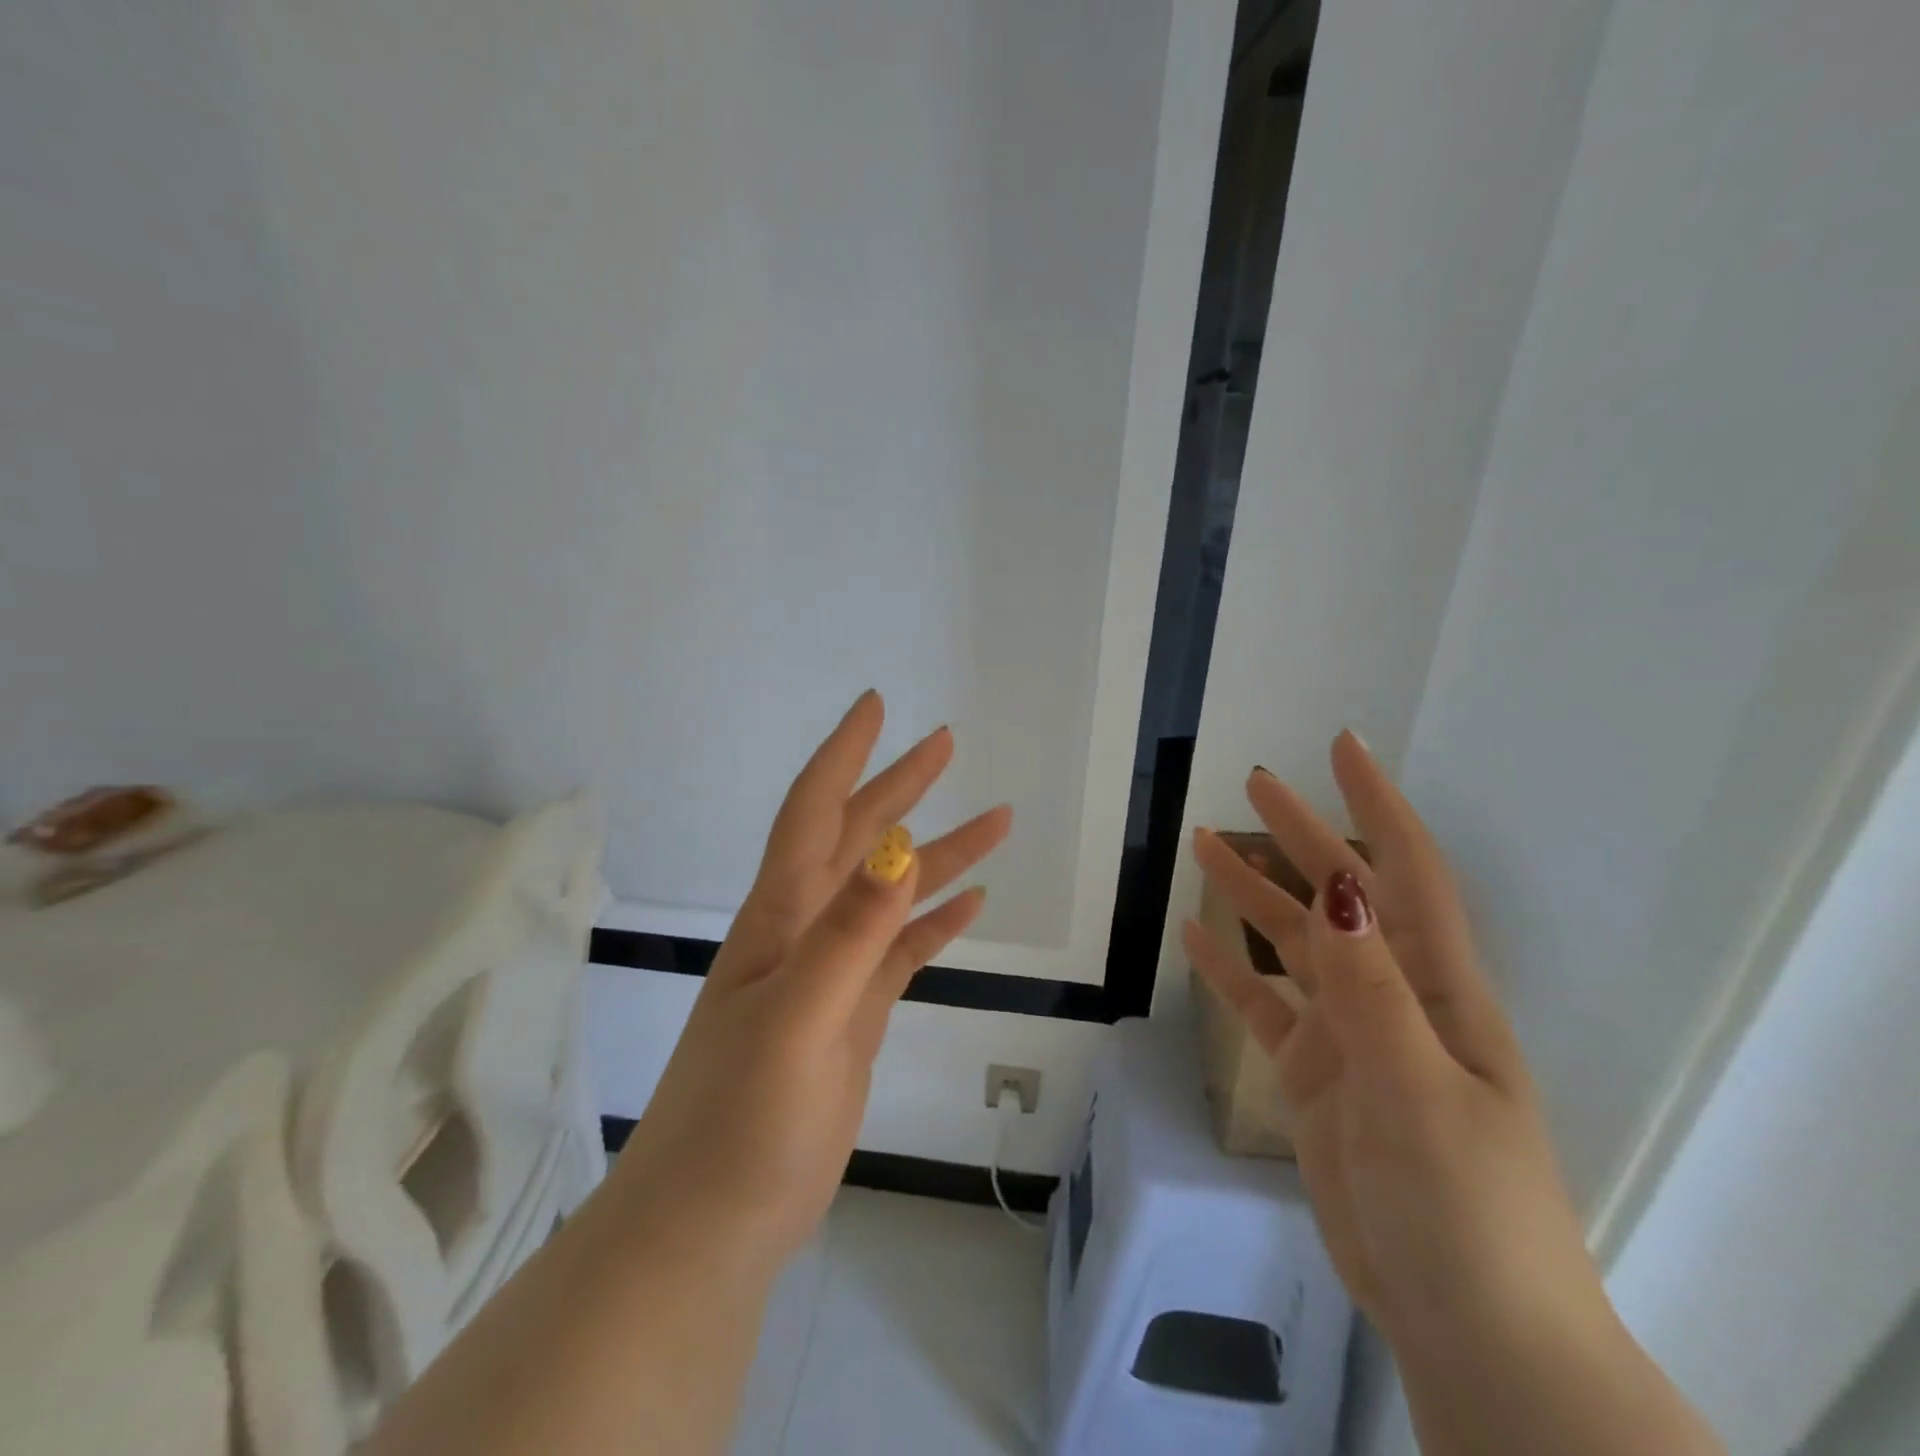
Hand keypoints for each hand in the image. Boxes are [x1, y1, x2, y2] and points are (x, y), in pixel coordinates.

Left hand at [612, 691, 1011, 1267]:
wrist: (714, 1223)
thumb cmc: (740, 1118)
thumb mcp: (797, 1017)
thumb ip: (849, 933)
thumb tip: (898, 847)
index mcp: (782, 916)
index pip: (814, 811)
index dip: (843, 754)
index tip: (876, 706)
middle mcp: (806, 930)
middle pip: (859, 838)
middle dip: (901, 786)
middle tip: (946, 743)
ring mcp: (832, 974)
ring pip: (892, 893)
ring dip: (940, 853)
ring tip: (997, 820)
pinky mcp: (853, 1015)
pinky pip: (903, 952)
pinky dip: (936, 921)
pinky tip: (974, 904)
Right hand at [1185, 732, 1598, 1356]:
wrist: (1464, 1323)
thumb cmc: (1463, 1203)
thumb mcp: (1417, 1087)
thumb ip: (1370, 987)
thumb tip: (1338, 887)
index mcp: (1436, 989)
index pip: (1406, 872)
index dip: (1378, 805)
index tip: (1341, 748)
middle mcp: (1391, 997)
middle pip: (1338, 895)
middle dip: (1301, 836)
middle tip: (1252, 783)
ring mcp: (1348, 1037)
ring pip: (1291, 945)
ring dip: (1251, 894)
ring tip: (1203, 845)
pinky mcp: (1312, 1076)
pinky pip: (1263, 1006)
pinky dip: (1231, 969)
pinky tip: (1195, 937)